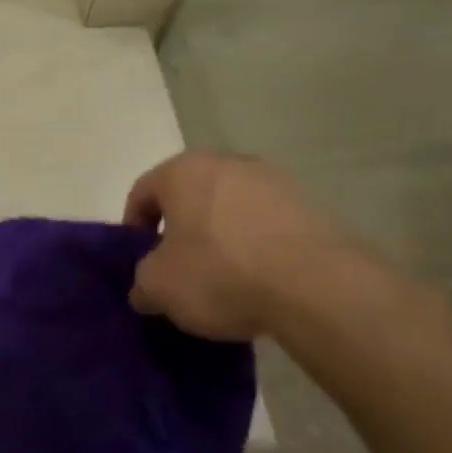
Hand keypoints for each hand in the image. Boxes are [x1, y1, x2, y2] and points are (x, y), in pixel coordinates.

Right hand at [123, 153, 375, 340]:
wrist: (317, 286)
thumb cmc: (220, 273)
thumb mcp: (160, 287)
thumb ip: (142, 283)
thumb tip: (145, 289)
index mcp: (182, 171)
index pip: (142, 192)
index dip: (134, 228)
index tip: (141, 261)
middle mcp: (226, 163)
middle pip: (189, 195)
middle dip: (181, 229)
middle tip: (180, 269)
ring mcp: (273, 180)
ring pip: (230, 208)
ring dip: (221, 235)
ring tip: (226, 279)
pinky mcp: (310, 204)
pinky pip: (267, 223)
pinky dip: (258, 245)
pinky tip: (262, 280)